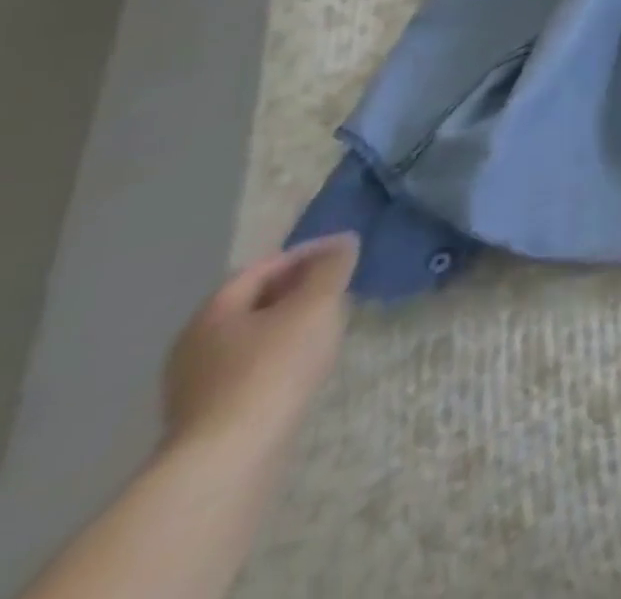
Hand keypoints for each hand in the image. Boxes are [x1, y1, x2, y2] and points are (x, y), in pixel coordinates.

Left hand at [161, 235, 358, 466]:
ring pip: (252, 336)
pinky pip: (250, 367)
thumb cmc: (273, 368)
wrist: (230, 458)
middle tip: (339, 283)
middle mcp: (195, 345)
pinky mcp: (209, 416)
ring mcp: (197, 385)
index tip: (345, 250)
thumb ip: (331, 268)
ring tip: (329, 320)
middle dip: (297, 288)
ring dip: (290, 322)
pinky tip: (306, 361)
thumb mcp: (315, 305)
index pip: (262, 267)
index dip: (305, 253)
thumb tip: (343, 242)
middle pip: (252, 303)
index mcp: (213, 313)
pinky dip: (281, 353)